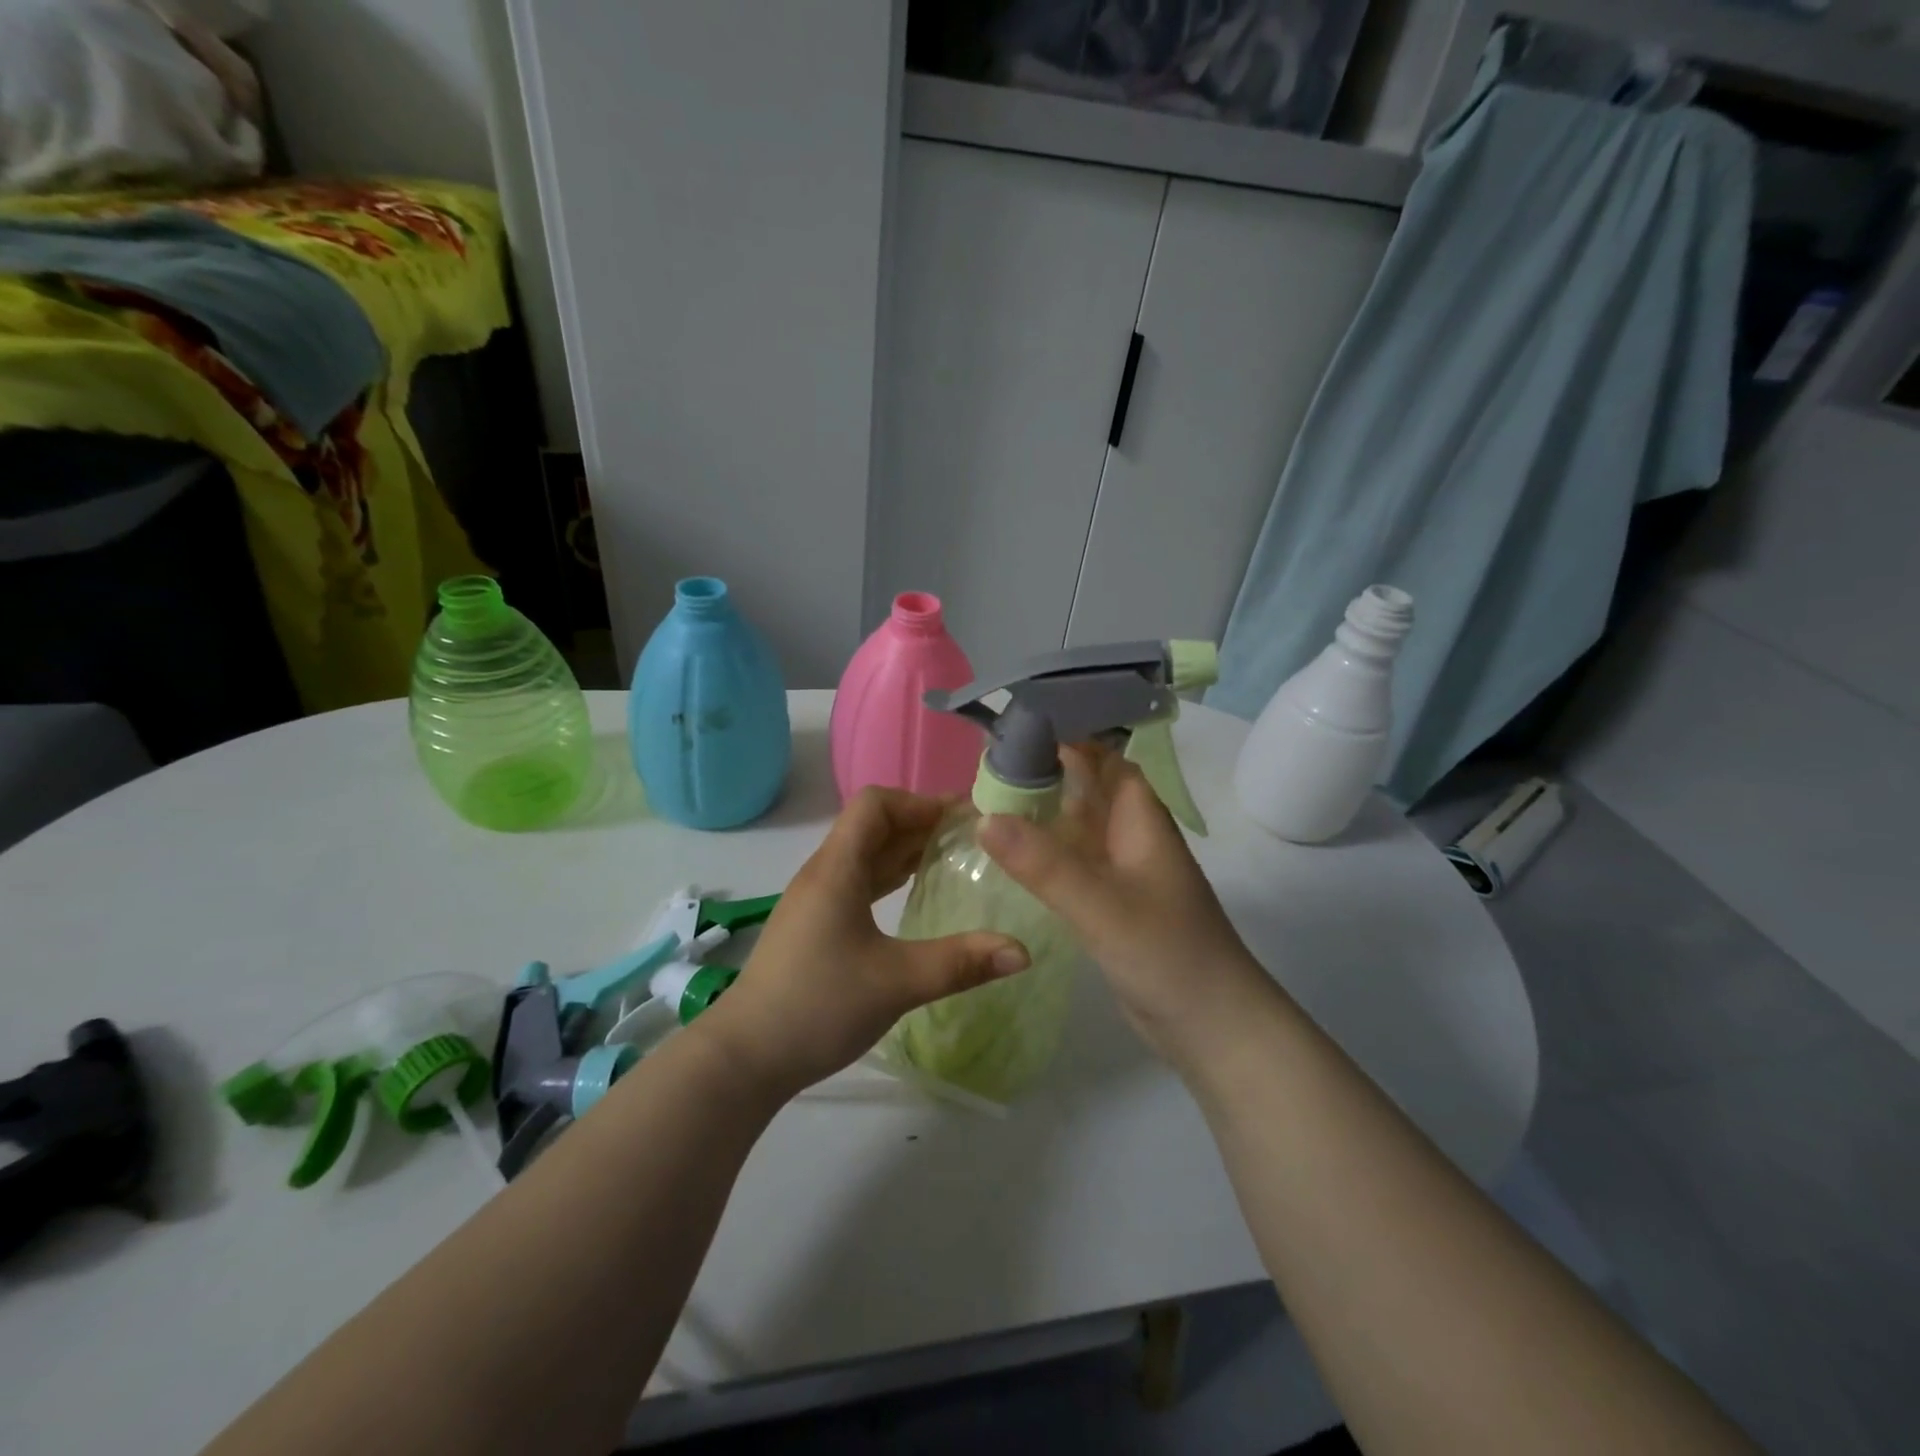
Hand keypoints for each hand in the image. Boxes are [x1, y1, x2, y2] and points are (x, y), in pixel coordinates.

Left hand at [695, 788, 1030, 1099]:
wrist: (745, 1057)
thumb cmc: (818, 1005)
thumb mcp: (896, 982)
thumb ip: (961, 963)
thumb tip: (1023, 951)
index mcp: (837, 869)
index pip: (875, 805)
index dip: (919, 802)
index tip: (962, 818)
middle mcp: (824, 874)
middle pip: (873, 825)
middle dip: (921, 823)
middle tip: (972, 836)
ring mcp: (816, 901)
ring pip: (865, 855)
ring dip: (906, 850)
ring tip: (953, 858)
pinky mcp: (815, 925)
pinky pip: (859, 882)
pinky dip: (890, 877)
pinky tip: (916, 895)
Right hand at [979, 744, 1274, 1069]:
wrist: (1212, 1028)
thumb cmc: (1167, 954)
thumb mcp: (1101, 905)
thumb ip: (1044, 863)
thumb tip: (983, 817)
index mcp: (1141, 820)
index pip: (1106, 760)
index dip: (1069, 738)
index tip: (1015, 729)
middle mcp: (1132, 838)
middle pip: (1087, 791)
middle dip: (1045, 774)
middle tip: (986, 767)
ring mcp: (1122, 875)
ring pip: (1078, 829)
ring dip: (1042, 814)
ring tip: (986, 801)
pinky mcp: (1111, 907)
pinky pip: (1073, 866)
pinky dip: (1045, 854)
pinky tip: (1011, 857)